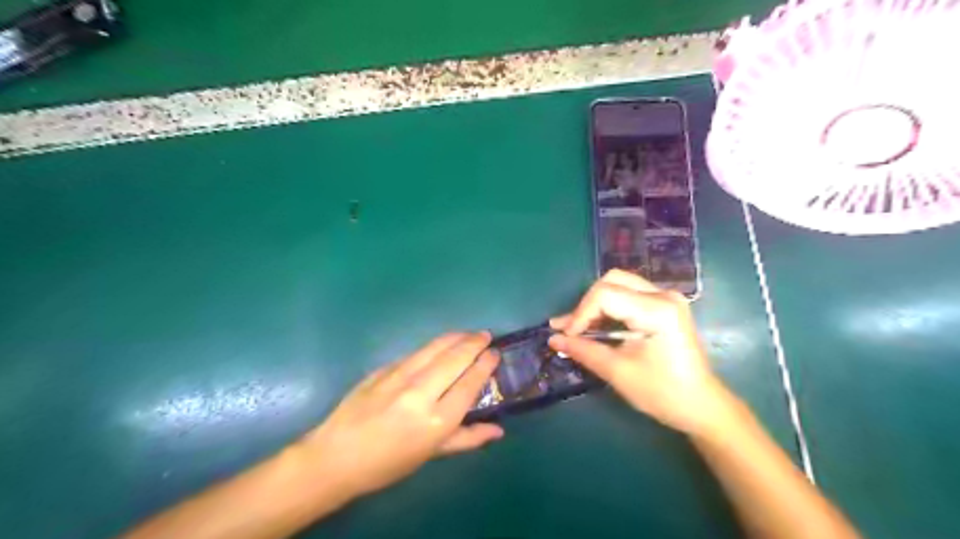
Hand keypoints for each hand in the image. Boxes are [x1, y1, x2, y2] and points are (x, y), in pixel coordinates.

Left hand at [304, 332, 503, 501]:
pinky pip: (415, 353)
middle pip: (455, 357)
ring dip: (455, 337)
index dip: (485, 364)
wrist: (336, 456)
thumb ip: (467, 438)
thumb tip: (498, 430)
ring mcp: (399, 377)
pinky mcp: (383, 369)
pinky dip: (433, 347)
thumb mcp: (431, 455)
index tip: (495, 353)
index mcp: (437, 420)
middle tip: (486, 335)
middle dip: (474, 342)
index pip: (470, 382)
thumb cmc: (388, 464)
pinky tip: (438, 346)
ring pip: (435, 347)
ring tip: (468, 333)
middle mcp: (421, 393)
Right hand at [547, 272, 735, 435]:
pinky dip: (609, 308)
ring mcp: (666, 298)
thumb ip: (583, 350)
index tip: (567, 336)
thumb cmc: (662, 393)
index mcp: (657, 310)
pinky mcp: (665, 306)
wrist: (701, 406)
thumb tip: (553, 339)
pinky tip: (596, 326)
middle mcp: (663, 295)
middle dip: (587, 304)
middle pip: (612, 281)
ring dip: (596, 305)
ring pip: (619, 285)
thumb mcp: (618, 372)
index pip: (605, 295)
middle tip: (572, 329)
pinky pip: (629, 296)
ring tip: (578, 328)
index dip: (580, 313)